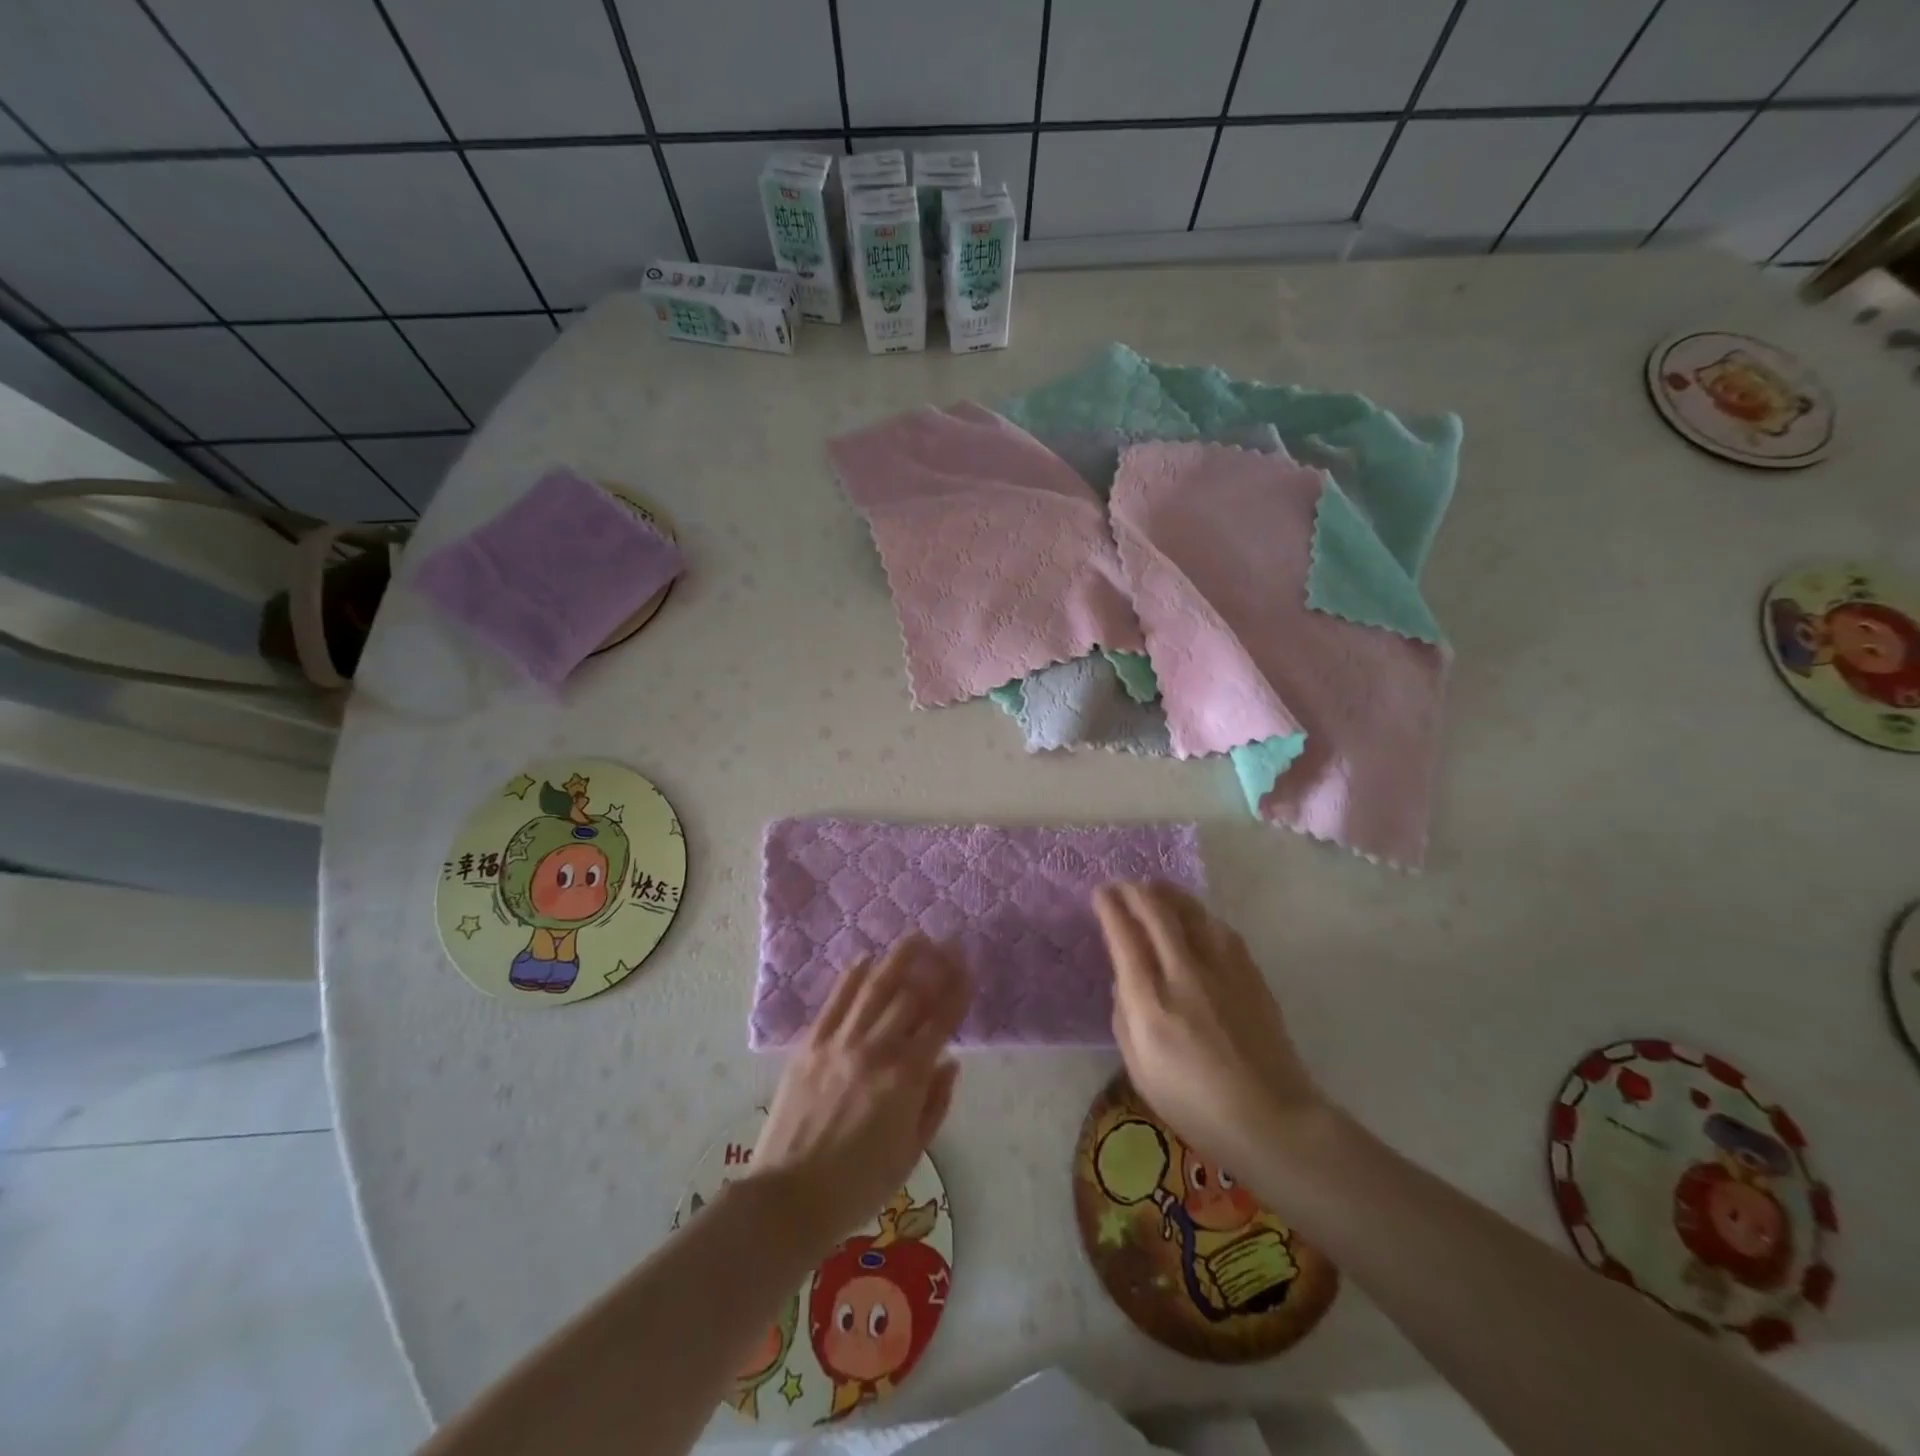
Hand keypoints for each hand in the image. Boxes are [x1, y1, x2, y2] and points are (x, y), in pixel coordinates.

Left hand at [748, 934, 968, 1254]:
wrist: (788, 1200)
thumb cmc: (858, 1186)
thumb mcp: (912, 1154)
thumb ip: (935, 1103)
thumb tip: (950, 1061)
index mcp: (905, 1079)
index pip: (940, 1022)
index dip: (957, 991)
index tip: (968, 967)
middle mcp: (875, 1050)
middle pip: (910, 996)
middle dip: (934, 966)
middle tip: (948, 943)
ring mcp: (839, 1043)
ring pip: (874, 988)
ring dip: (898, 959)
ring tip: (915, 937)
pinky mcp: (810, 1045)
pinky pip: (835, 1001)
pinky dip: (852, 976)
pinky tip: (865, 958)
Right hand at [1094, 882, 1326, 1181]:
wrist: (1272, 1120)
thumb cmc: (1196, 1105)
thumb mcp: (1139, 1070)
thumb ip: (1124, 1018)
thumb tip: (1124, 981)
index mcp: (1151, 1003)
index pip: (1125, 937)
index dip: (1110, 909)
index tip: (1100, 895)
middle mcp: (1185, 975)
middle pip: (1157, 913)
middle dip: (1134, 892)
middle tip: (1122, 885)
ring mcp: (1222, 970)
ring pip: (1191, 911)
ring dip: (1167, 893)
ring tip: (1154, 888)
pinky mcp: (1250, 973)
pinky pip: (1219, 928)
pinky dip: (1198, 913)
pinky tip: (1194, 916)